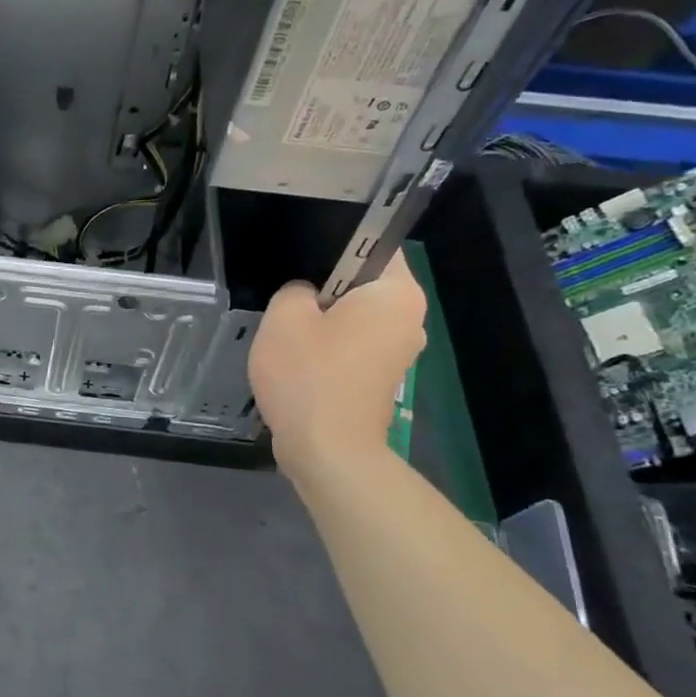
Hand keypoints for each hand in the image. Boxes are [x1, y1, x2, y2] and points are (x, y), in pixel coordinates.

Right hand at [248, 255, 425, 467]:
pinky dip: (330, 349)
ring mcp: (400, 352)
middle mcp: (410, 319)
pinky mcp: (383, 379)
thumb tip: (307, 295)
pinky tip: (301, 361)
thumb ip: (294, 289)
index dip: (335, 245)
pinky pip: (354, 346)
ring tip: (289, 332)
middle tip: (288, 298)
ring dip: (325, 322)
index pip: (374, 245)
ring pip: (356, 318)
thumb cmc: (309, 376)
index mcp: (397, 294)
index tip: (302, 260)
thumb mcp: (284, 317)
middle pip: (363, 285)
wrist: (328, 451)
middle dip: (326, 288)